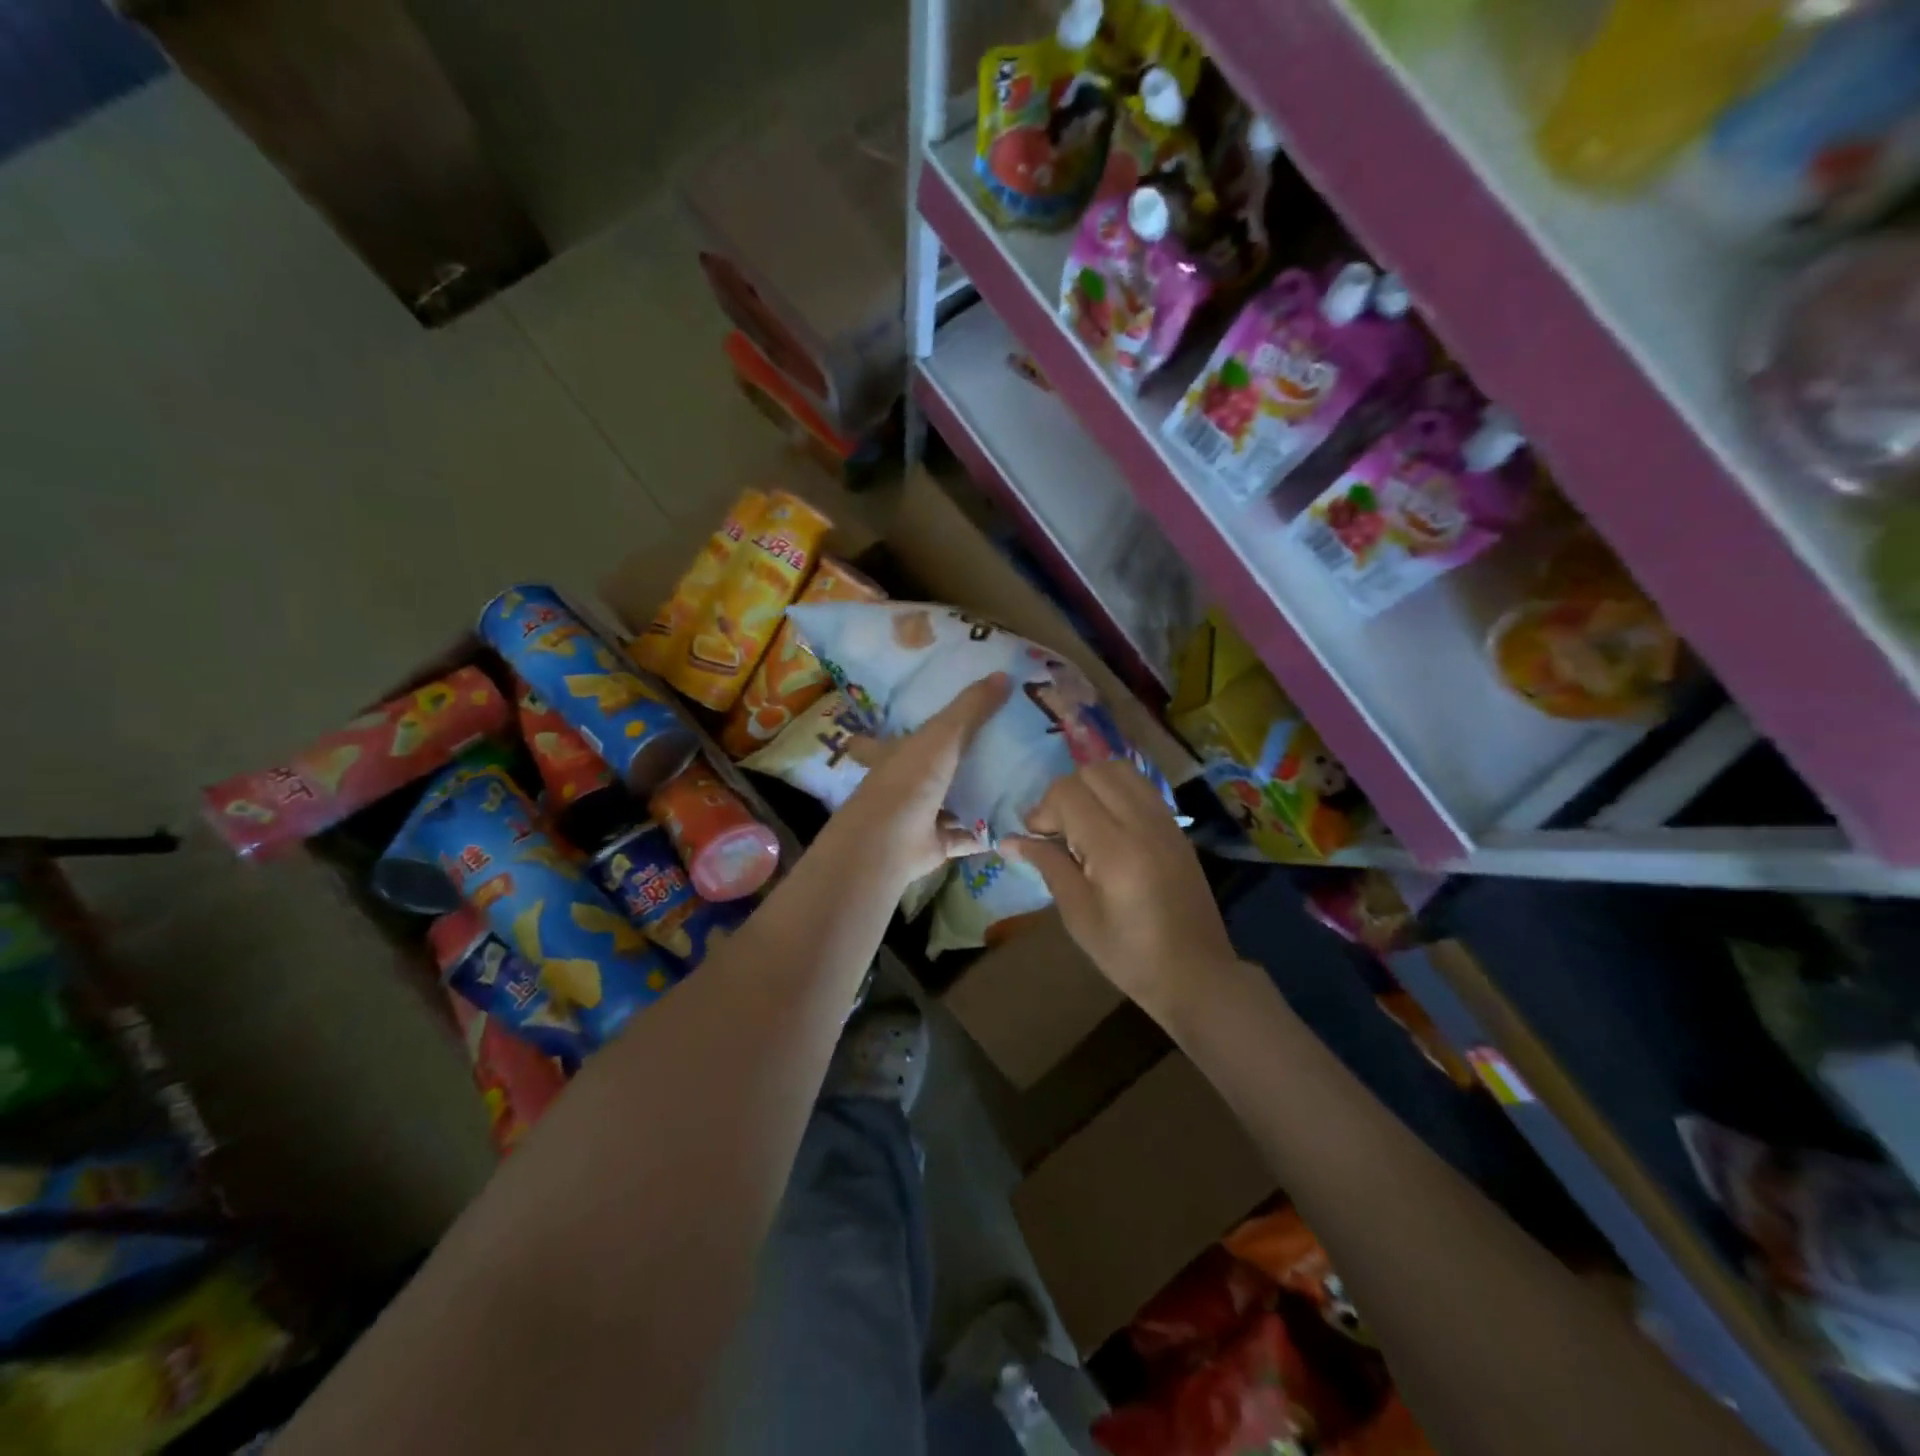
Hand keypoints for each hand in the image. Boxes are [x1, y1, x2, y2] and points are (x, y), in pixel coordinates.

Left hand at [827, 673, 1012, 887]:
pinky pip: (967, 836)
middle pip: (930, 770)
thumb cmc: (909, 779)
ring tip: (1016, 781)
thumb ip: (971, 708)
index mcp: (895, 753)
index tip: (919, 720)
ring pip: (951, 803)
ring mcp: (919, 816)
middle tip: (996, 747)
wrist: (890, 842)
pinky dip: (987, 832)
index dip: (900, 729)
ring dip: (976, 797)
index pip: (889, 736)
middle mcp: (904, 784)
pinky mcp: (936, 844)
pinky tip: (1015, 821)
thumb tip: (1004, 674)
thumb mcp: (942, 734)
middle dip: (955, 762)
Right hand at [1005, 760, 1239, 1024]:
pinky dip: (1115, 792)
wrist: (1196, 974)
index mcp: (1114, 848)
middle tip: (1057, 830)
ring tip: (1081, 822)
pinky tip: (1108, 827)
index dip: (1042, 810)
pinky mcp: (1175, 828)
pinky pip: (1140, 787)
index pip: (1068, 793)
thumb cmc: (1129, 954)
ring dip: (1091, 785)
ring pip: (1119, 770)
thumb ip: (1047, 865)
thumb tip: (1009, 840)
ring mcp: (1164, 821)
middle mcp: (1142, 823)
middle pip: (1092, 772)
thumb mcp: (1078, 914)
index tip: (1036, 840)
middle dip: (1064, 793)